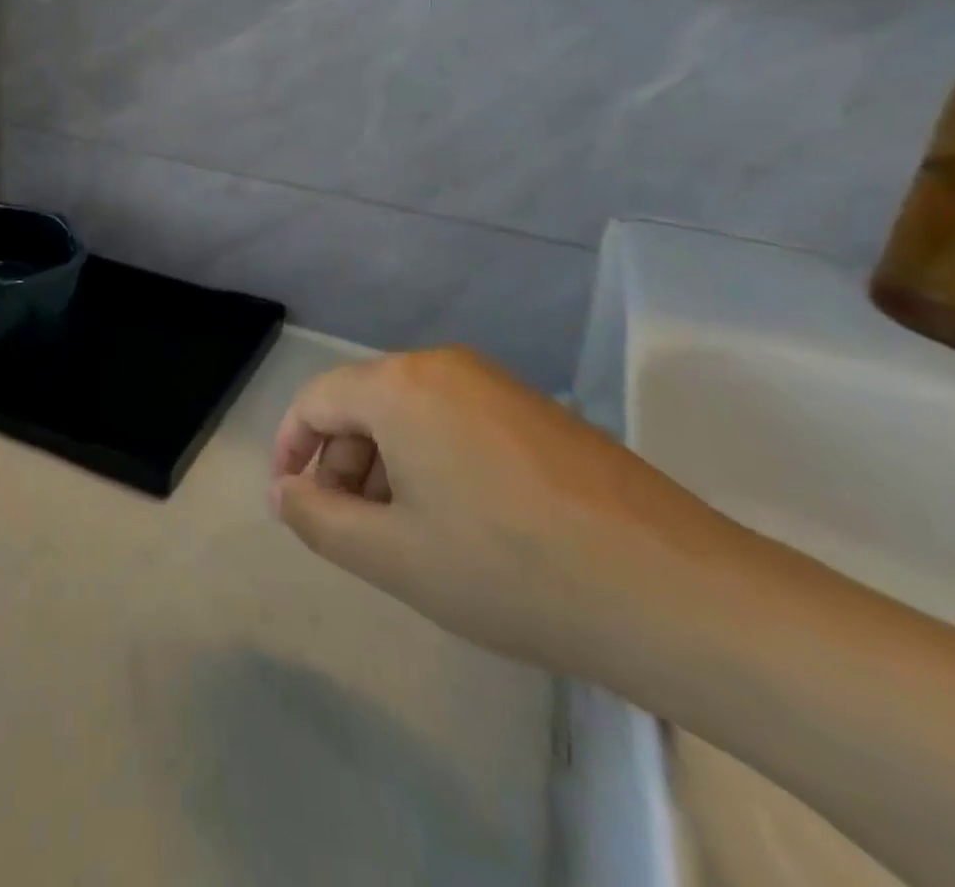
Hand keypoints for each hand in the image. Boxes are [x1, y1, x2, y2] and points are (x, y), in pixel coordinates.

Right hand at [270, 347, 710, 672]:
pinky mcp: (533, 408)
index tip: (289, 501)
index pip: (316, 400)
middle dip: (341, 462)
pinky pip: (454, 420)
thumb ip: (319, 519)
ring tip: (405, 535)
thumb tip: (285, 490)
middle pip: (362, 402)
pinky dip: (430, 460)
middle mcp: (443, 365)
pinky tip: (458, 521)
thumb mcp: (393, 556)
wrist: (670, 589)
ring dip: (385, 464)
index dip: (289, 448)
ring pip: (409, 412)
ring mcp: (494, 382)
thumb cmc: (509, 569)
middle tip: (350, 530)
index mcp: (400, 385)